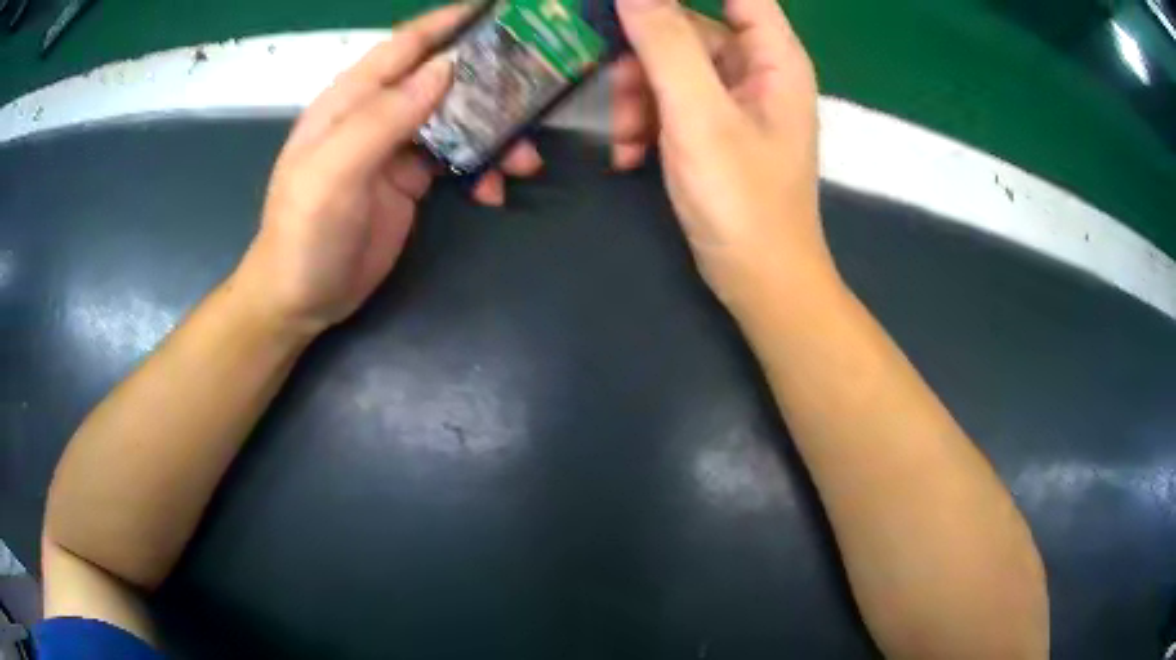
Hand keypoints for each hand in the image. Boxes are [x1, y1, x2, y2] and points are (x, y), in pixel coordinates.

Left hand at [237, 6, 507, 334]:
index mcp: (351, 100)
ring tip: (526, 160)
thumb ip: (383, 118)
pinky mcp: (411, 180)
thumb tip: (445, 69)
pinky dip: (481, 170)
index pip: (404, 46)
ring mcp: (396, 147)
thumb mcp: (334, 174)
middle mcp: (377, 114)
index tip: (496, 11)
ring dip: (495, 134)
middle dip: (488, 84)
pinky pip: (457, 160)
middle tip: (537, 90)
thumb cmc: (305, 234)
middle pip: (441, 80)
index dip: (447, 24)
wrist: (301, 299)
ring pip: (457, 120)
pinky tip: (493, 191)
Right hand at [614, 0, 833, 308]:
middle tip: (617, 92)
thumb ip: (666, 44)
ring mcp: (734, 98)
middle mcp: (756, 67)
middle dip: (644, 56)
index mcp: (772, 55)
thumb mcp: (699, 116)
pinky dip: (646, 120)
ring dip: (637, 96)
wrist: (758, 280)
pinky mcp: (714, 126)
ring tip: (626, 138)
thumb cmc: (742, 201)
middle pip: (688, 26)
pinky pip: (671, 100)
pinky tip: (631, 154)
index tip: (633, 6)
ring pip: (670, 65)